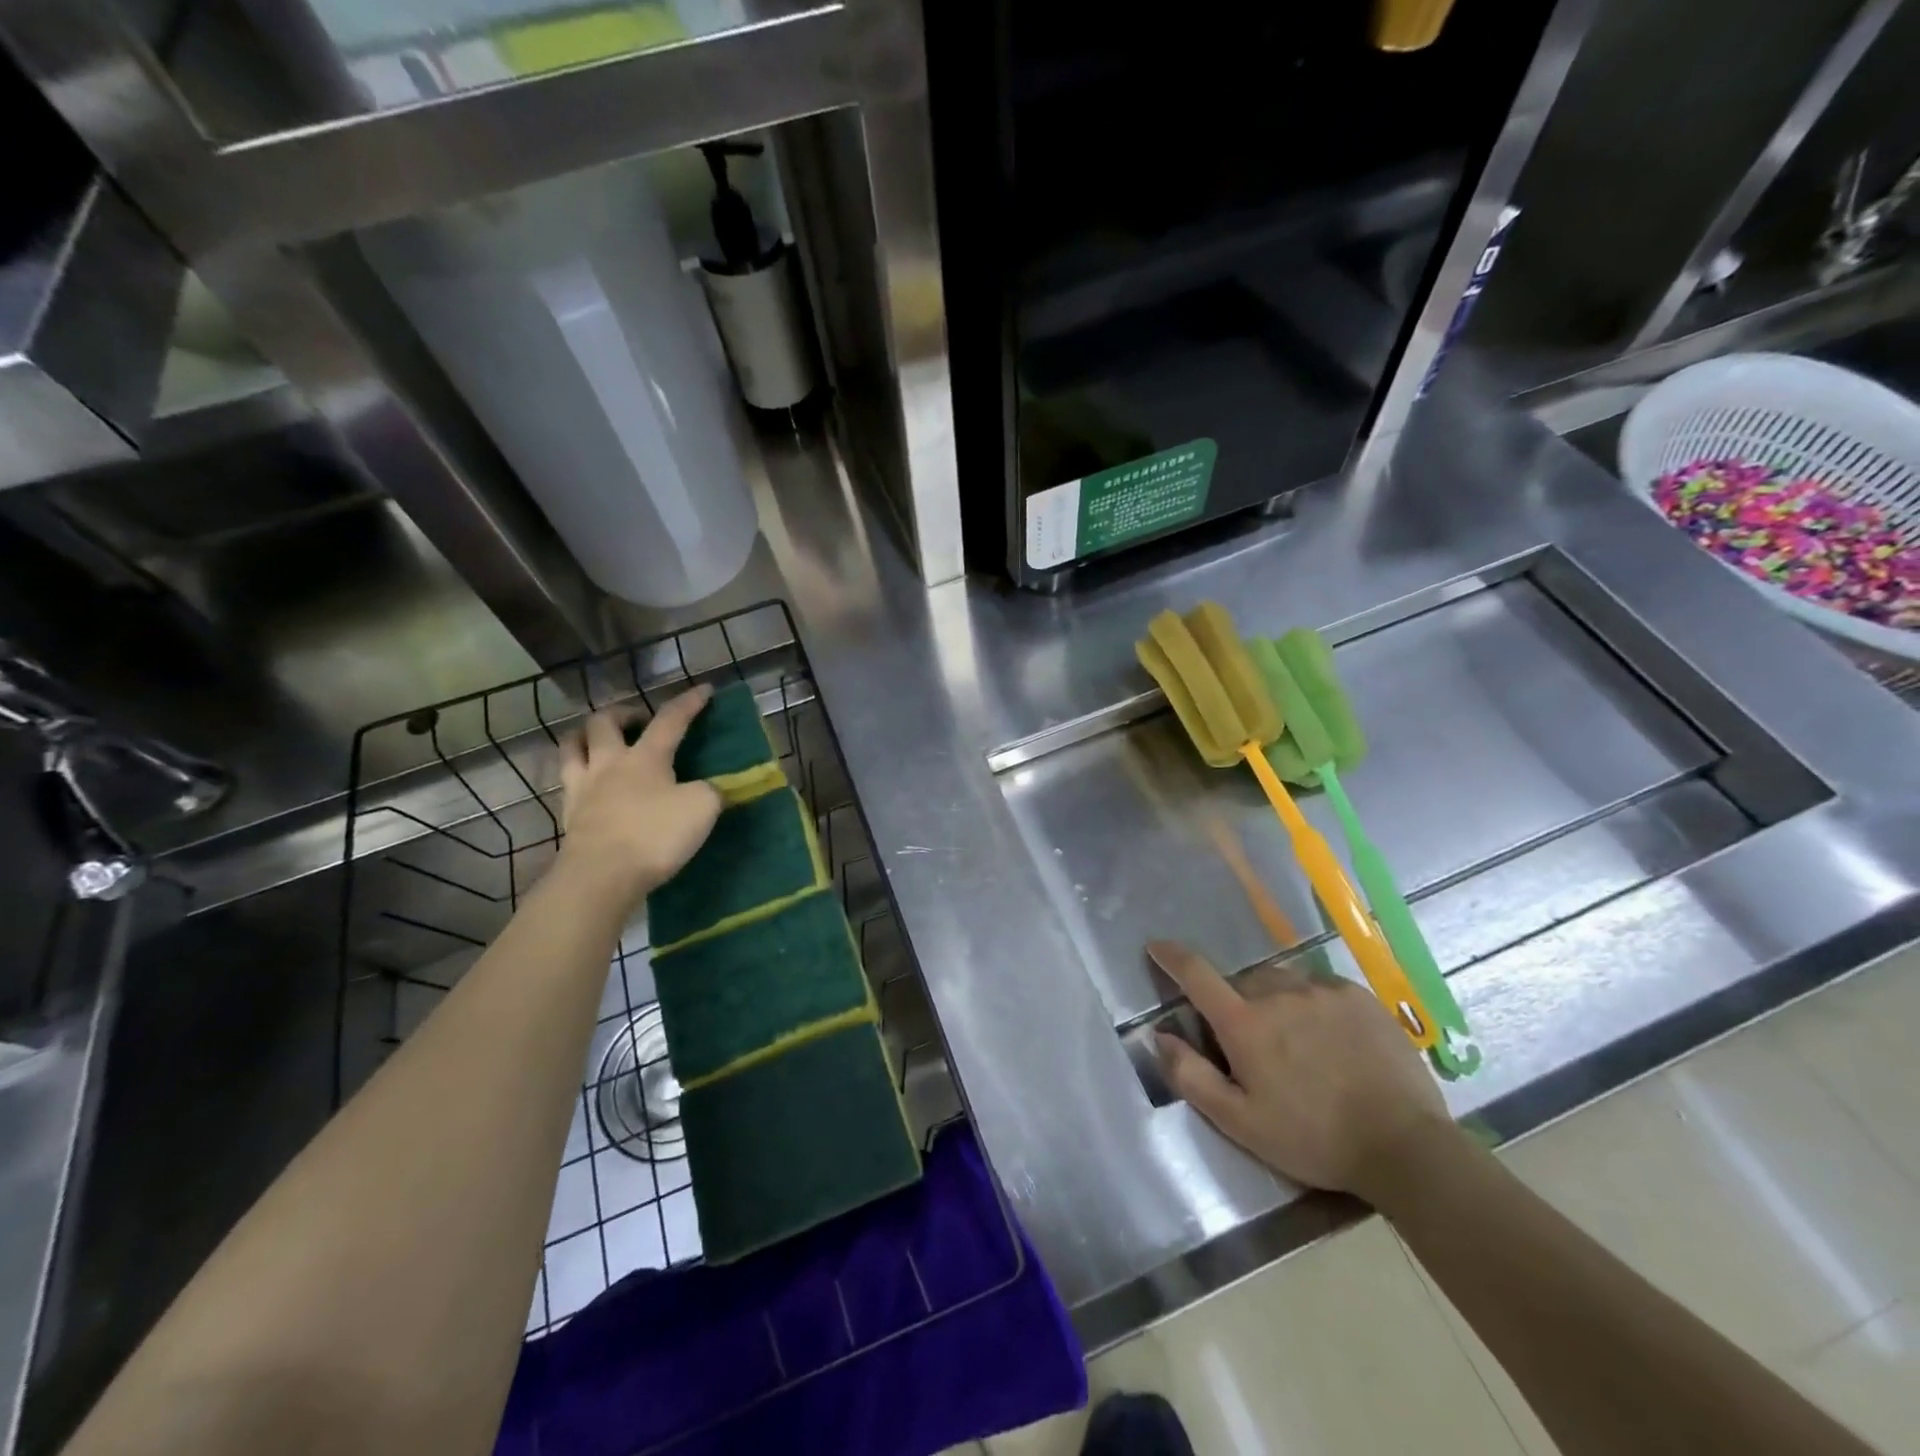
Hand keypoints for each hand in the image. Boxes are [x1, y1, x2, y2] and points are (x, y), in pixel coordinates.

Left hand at [554, 688, 721, 906]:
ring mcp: (583, 789)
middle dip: (622, 713)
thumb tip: (708, 789)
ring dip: (585, 737)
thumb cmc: (654, 835)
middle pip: (604, 723)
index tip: (705, 689)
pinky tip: (591, 785)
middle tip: (638, 720)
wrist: (602, 876)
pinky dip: (578, 775)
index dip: (689, 703)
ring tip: (599, 742)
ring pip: (572, 747)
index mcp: (646, 757)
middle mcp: (609, 764)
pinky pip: (568, 784)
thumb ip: (710, 791)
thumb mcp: (701, 808)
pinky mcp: (569, 817)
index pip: (670, 720)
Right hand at [1150, 940, 1452, 1201]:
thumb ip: (1192, 1077)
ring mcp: (1320, 990)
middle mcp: (1277, 993)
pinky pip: (1318, 987)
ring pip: (1280, 982)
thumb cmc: (1313, 1139)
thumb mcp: (1241, 1123)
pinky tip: (1329, 1039)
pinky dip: (1311, 1004)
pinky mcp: (1357, 996)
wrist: (1405, 1146)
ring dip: (1274, 1002)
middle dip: (1236, 1004)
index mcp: (1244, 1023)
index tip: (1157, 946)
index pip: (1196, 974)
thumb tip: (1159, 1036)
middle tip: (1251, 1044)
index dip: (1171, 956)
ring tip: (1294, 1042)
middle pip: (1241, 983)